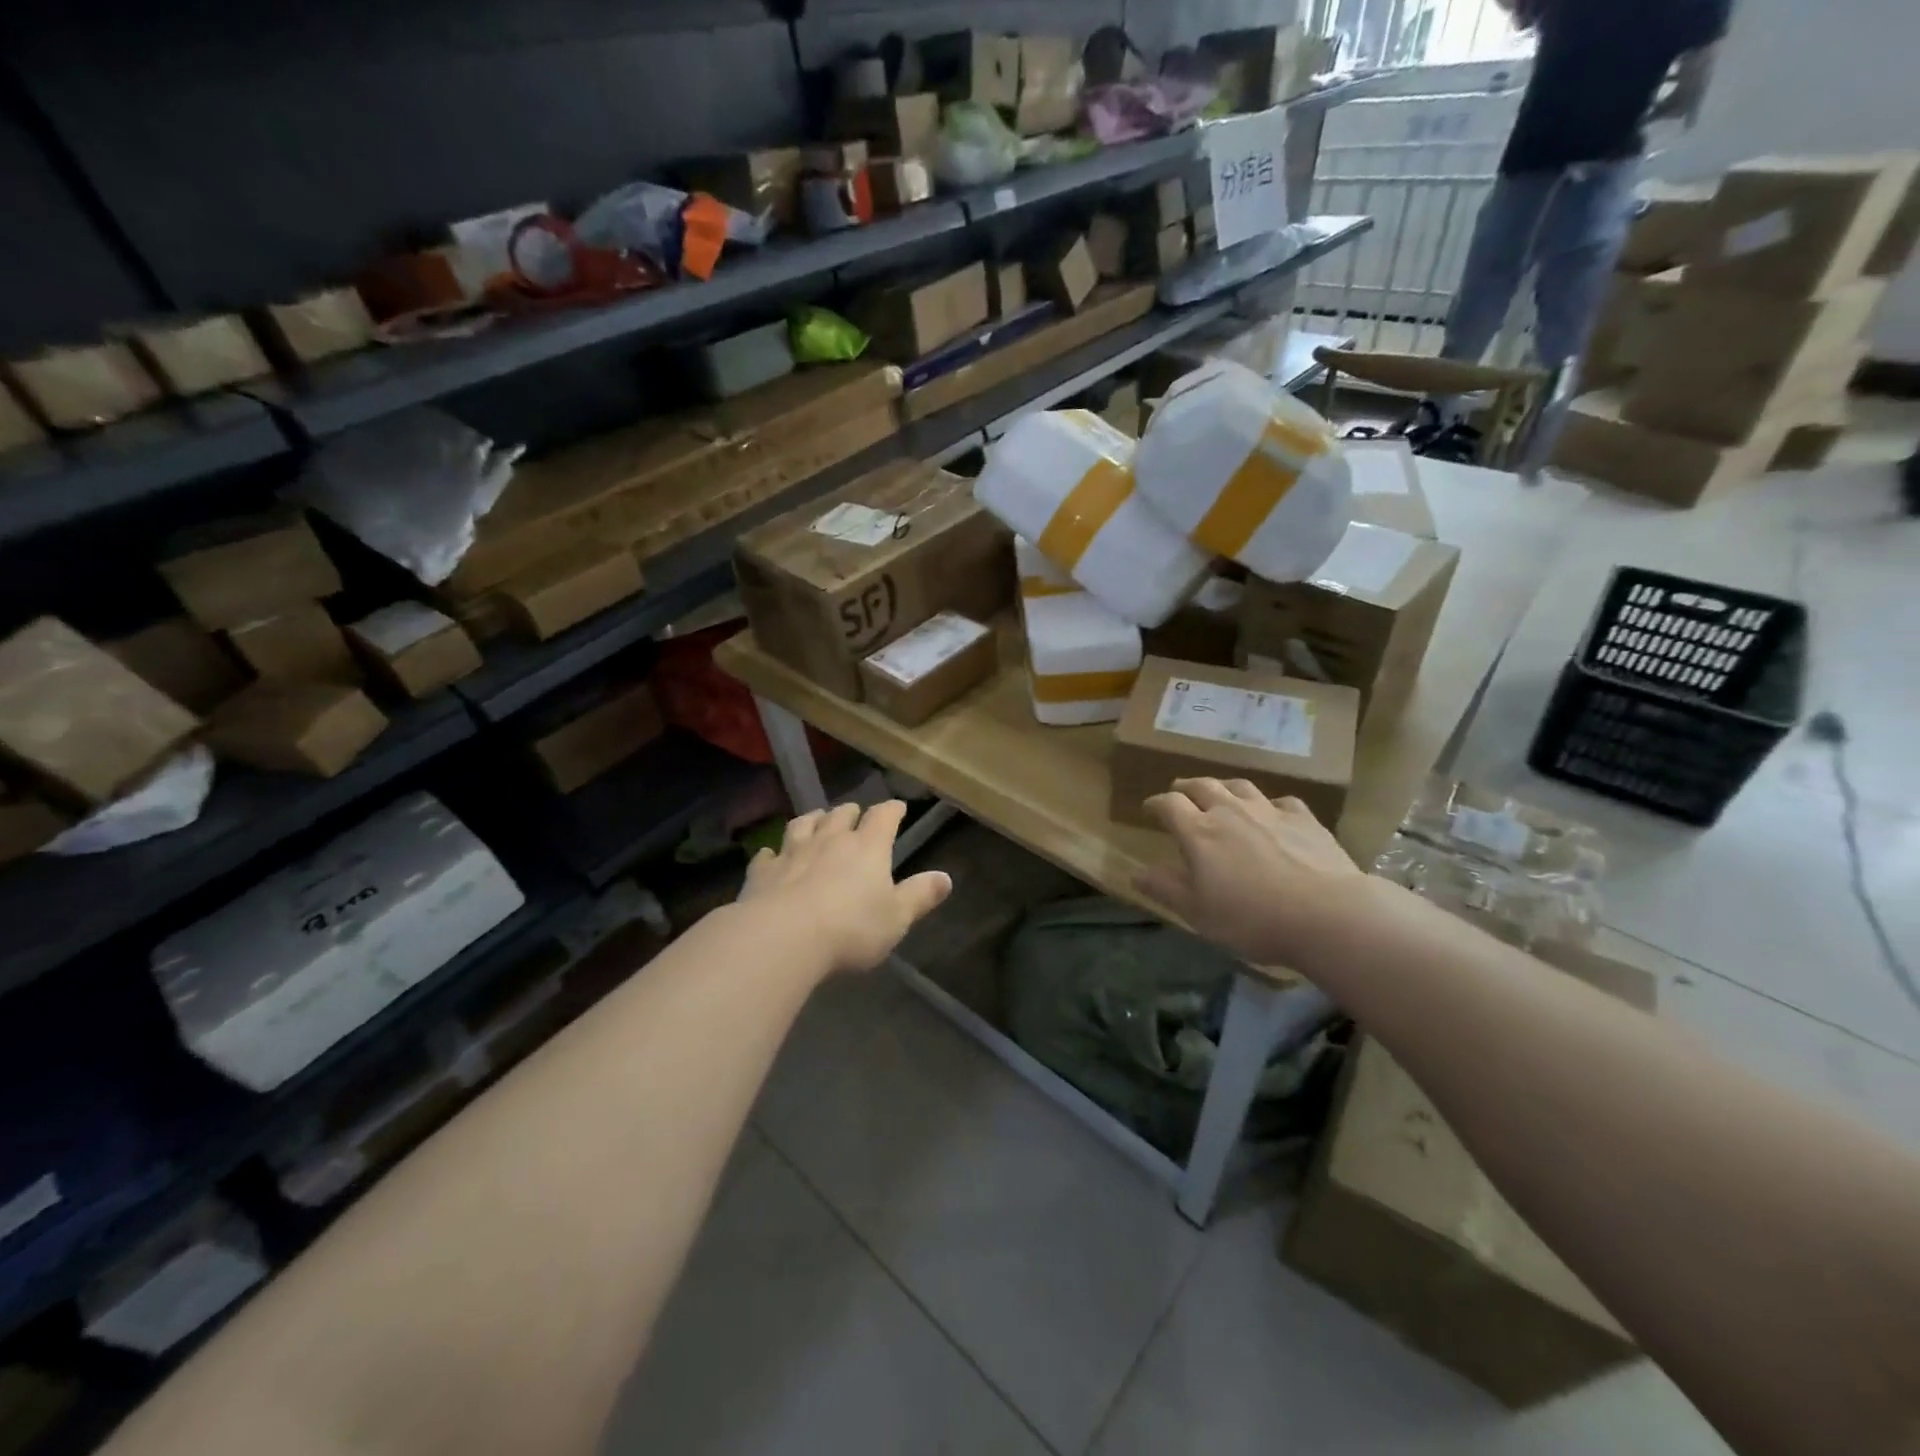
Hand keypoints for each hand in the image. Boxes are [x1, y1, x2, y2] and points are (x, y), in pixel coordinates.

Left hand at [739, 800, 951, 975]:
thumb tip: (946, 878)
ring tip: (817, 819)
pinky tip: (770, 854)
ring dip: (813, 820)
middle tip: (855, 814)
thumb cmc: (850, 929)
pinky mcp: (763, 872)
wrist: (782, 937)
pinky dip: (771, 852)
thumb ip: (920, 896)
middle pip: (841, 815)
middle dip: (851, 812)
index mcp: (868, 848)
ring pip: (803, 824)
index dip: (892, 810)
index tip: (898, 808)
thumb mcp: (896, 918)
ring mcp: (793, 852)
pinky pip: (767, 855)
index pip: (883, 817)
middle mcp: (830, 840)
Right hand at [1135, 778, 1369, 967]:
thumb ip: (1165, 888)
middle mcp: (1230, 811)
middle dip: (1186, 787)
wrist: (1328, 914)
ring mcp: (1270, 811)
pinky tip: (1271, 812)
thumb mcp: (1198, 912)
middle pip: (1202, 786)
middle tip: (1179, 792)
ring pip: (1239, 786)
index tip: (1149, 809)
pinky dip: (1268, 804)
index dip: (1155, 804)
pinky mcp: (1304, 819)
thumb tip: (1135, 873)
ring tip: (1219, 793)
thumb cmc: (1252, 917)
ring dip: (1223, 787)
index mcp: (1199, 832)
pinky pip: (1280, 801)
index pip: (1169, 805)